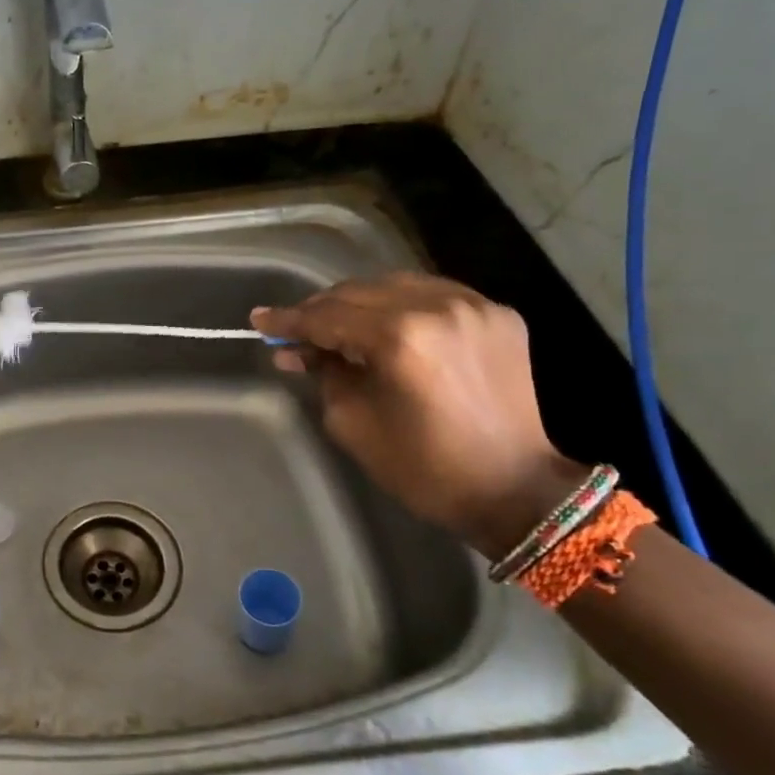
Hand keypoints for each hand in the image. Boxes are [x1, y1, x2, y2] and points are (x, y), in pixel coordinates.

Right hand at [251, 274, 586, 557]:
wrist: (514, 488)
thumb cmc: (424, 467)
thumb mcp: (354, 422)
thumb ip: (324, 374)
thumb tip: (297, 352)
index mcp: (400, 337)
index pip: (328, 317)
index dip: (289, 321)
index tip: (259, 320)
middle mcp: (439, 307)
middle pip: (359, 293)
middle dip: (320, 310)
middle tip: (293, 331)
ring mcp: (474, 306)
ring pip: (396, 286)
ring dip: (359, 303)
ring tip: (336, 327)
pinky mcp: (498, 315)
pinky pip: (434, 295)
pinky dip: (401, 306)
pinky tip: (385, 326)